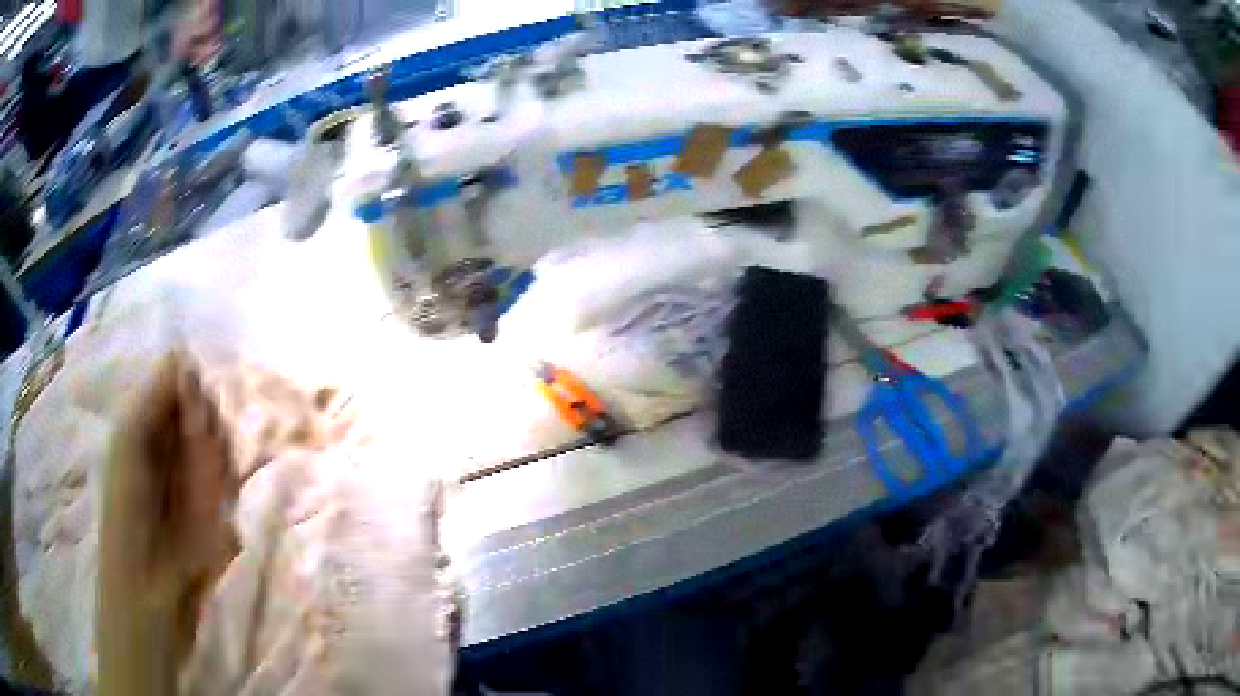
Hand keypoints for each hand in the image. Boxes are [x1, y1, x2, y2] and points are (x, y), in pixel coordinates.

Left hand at [100, 352, 237, 609]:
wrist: (150, 589)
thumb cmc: (127, 512)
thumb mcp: (131, 443)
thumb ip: (155, 398)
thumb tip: (184, 354)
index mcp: (148, 424)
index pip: (182, 385)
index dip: (193, 391)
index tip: (195, 409)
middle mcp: (173, 444)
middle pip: (207, 413)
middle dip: (207, 430)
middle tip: (198, 455)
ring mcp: (196, 478)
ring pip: (222, 446)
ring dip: (217, 464)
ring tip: (202, 496)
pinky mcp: (217, 510)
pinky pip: (230, 482)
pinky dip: (224, 491)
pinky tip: (213, 513)